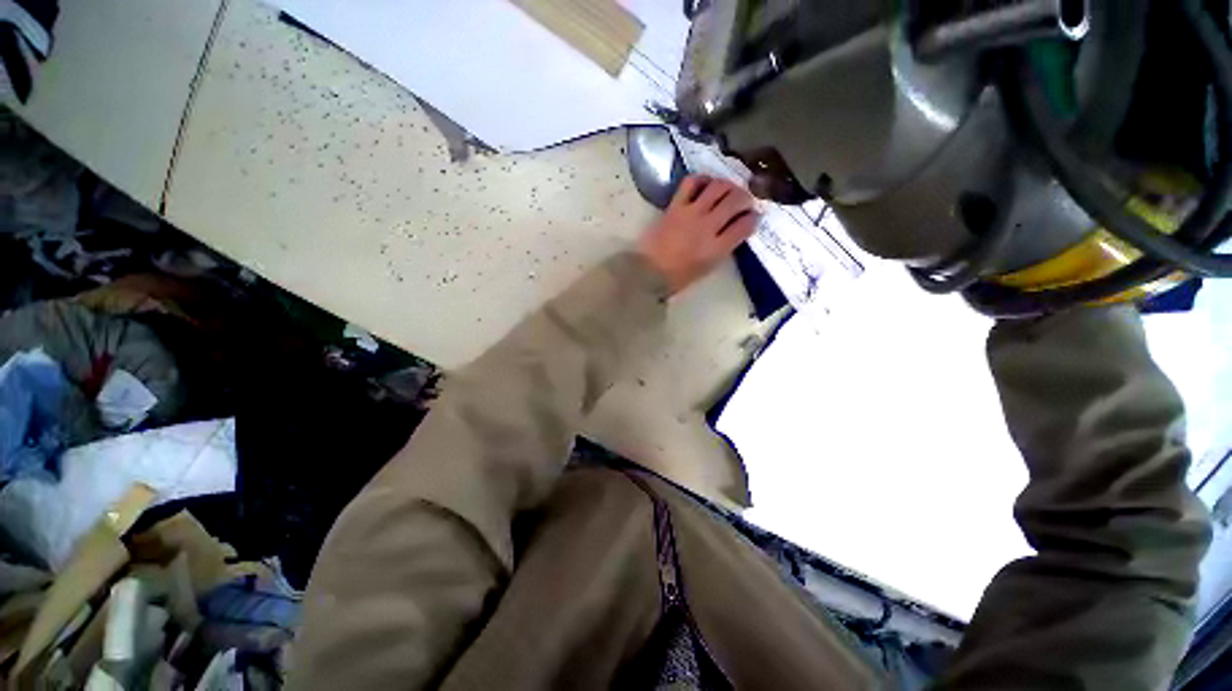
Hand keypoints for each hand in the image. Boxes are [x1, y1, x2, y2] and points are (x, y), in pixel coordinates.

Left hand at [638, 176, 760, 294]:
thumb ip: (723, 248)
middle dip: (746, 197)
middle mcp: (708, 226)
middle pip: (735, 201)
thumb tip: (734, 229)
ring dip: (729, 185)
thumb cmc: (678, 277)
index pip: (745, 225)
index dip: (753, 218)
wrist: (649, 271)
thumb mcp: (707, 268)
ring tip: (729, 189)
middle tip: (745, 200)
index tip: (753, 216)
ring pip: (718, 187)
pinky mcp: (675, 206)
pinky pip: (691, 183)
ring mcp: (691, 213)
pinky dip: (702, 179)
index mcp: (717, 248)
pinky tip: (706, 184)